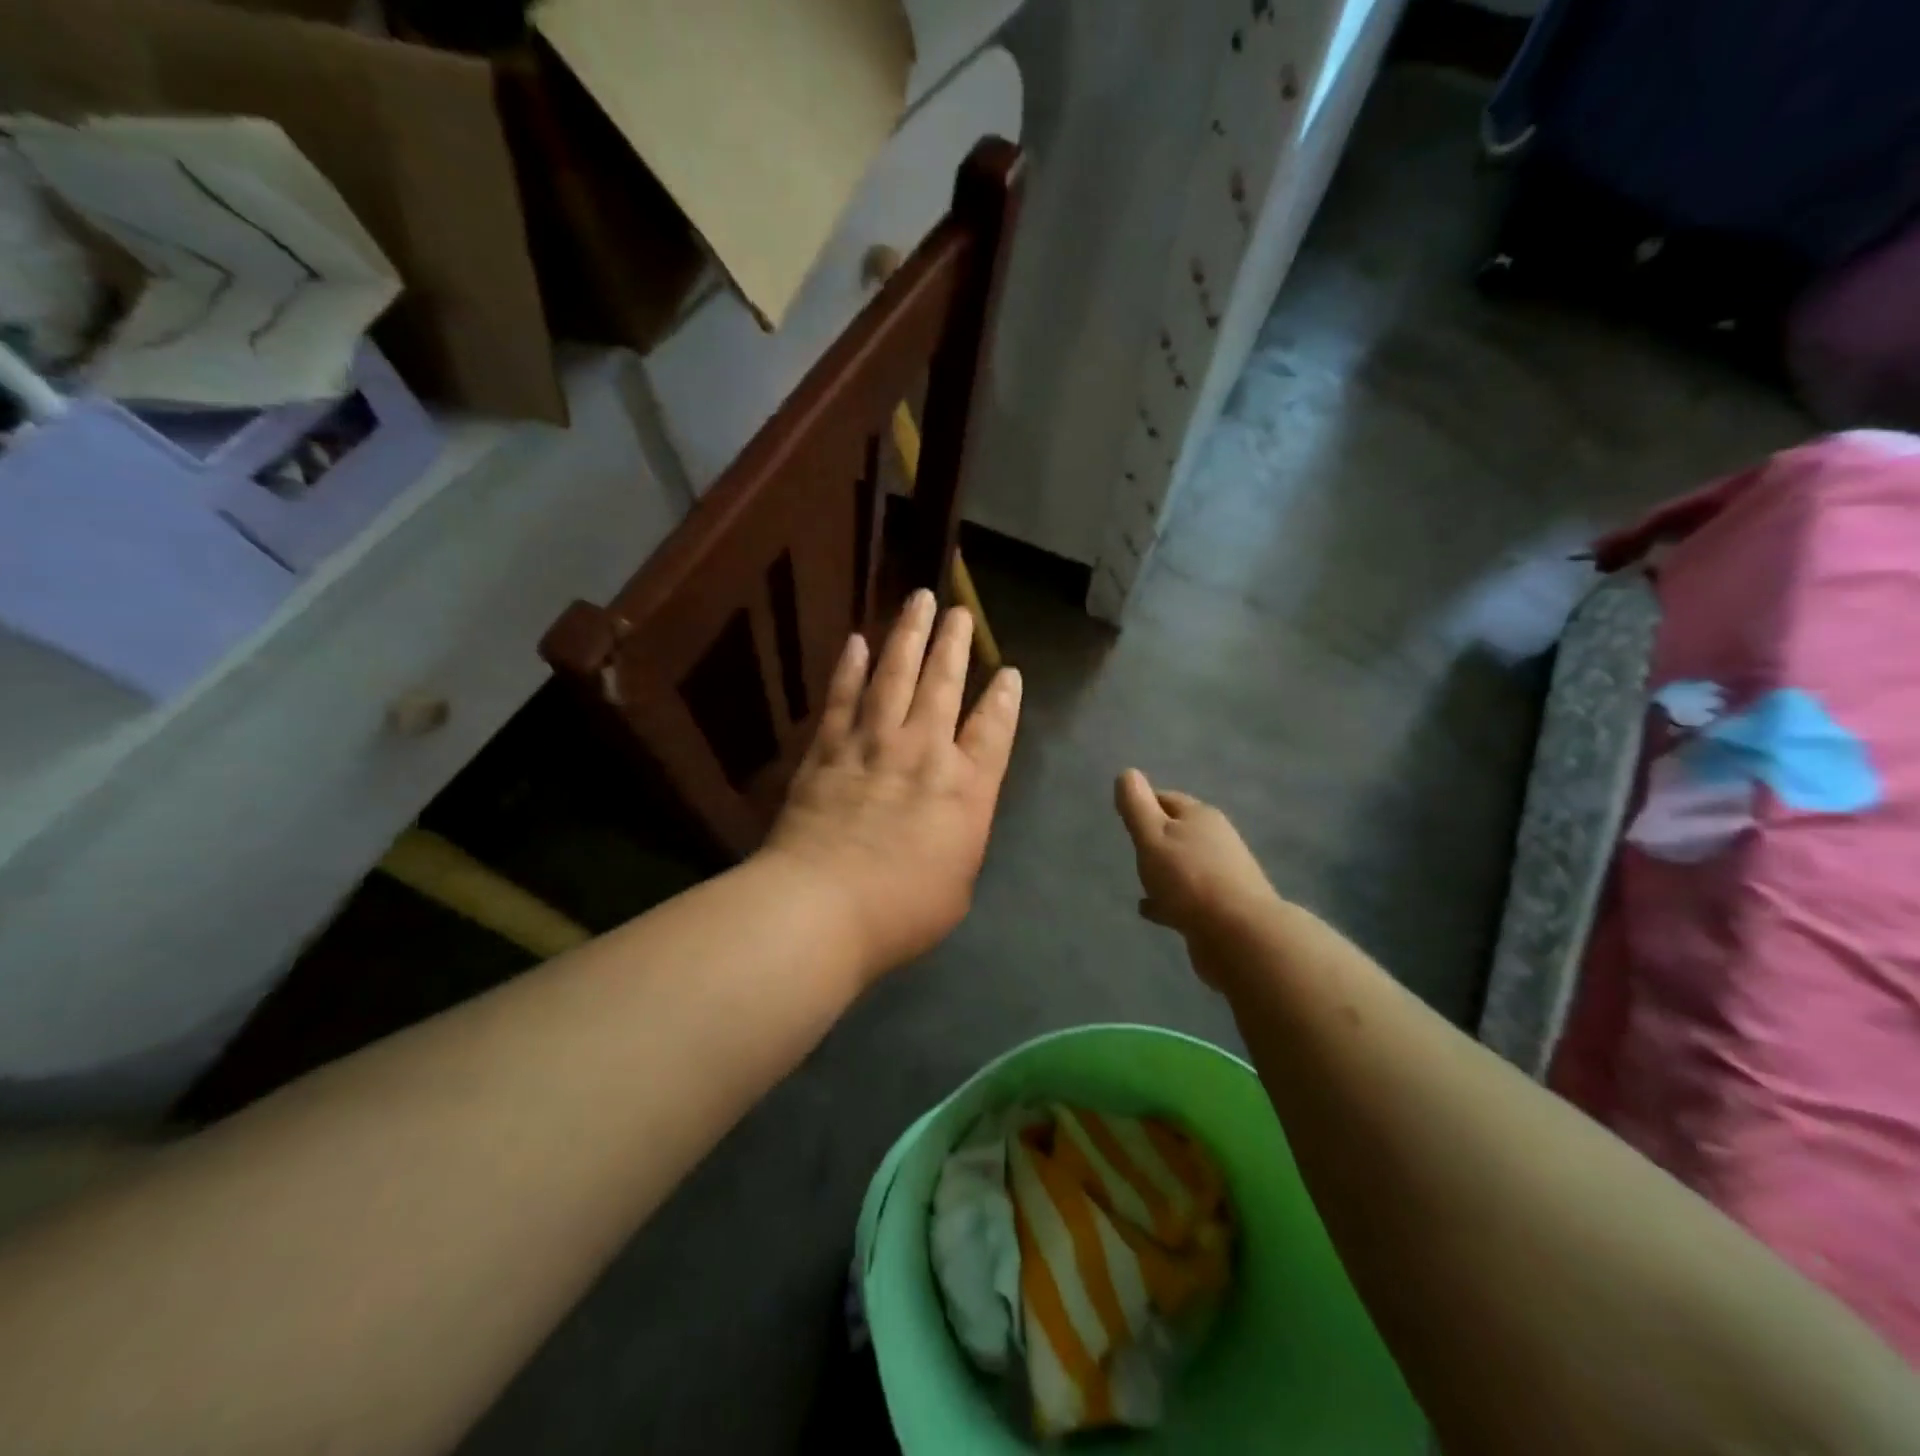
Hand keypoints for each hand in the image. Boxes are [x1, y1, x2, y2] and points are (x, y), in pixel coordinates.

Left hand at [762, 591, 1022, 982]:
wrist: (822, 907)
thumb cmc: (903, 910)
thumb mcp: (957, 883)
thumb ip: (960, 838)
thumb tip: (952, 816)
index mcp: (966, 789)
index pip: (994, 730)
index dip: (1004, 698)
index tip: (1009, 671)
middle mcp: (924, 752)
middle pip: (944, 685)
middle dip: (955, 644)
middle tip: (959, 611)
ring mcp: (873, 744)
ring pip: (895, 676)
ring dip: (909, 635)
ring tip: (918, 600)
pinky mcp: (828, 749)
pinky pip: (843, 697)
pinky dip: (851, 667)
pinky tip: (858, 640)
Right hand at [1114, 770, 1281, 987]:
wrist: (1240, 934)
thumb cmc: (1189, 878)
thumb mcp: (1152, 836)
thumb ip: (1137, 806)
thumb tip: (1127, 772)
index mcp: (1200, 816)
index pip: (1167, 799)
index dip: (1144, 804)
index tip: (1125, 815)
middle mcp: (1216, 840)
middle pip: (1180, 831)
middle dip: (1157, 837)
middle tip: (1133, 847)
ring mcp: (1224, 874)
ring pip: (1186, 865)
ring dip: (1165, 870)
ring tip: (1141, 882)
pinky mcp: (1224, 906)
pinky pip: (1190, 896)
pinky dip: (1170, 898)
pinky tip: (1153, 910)